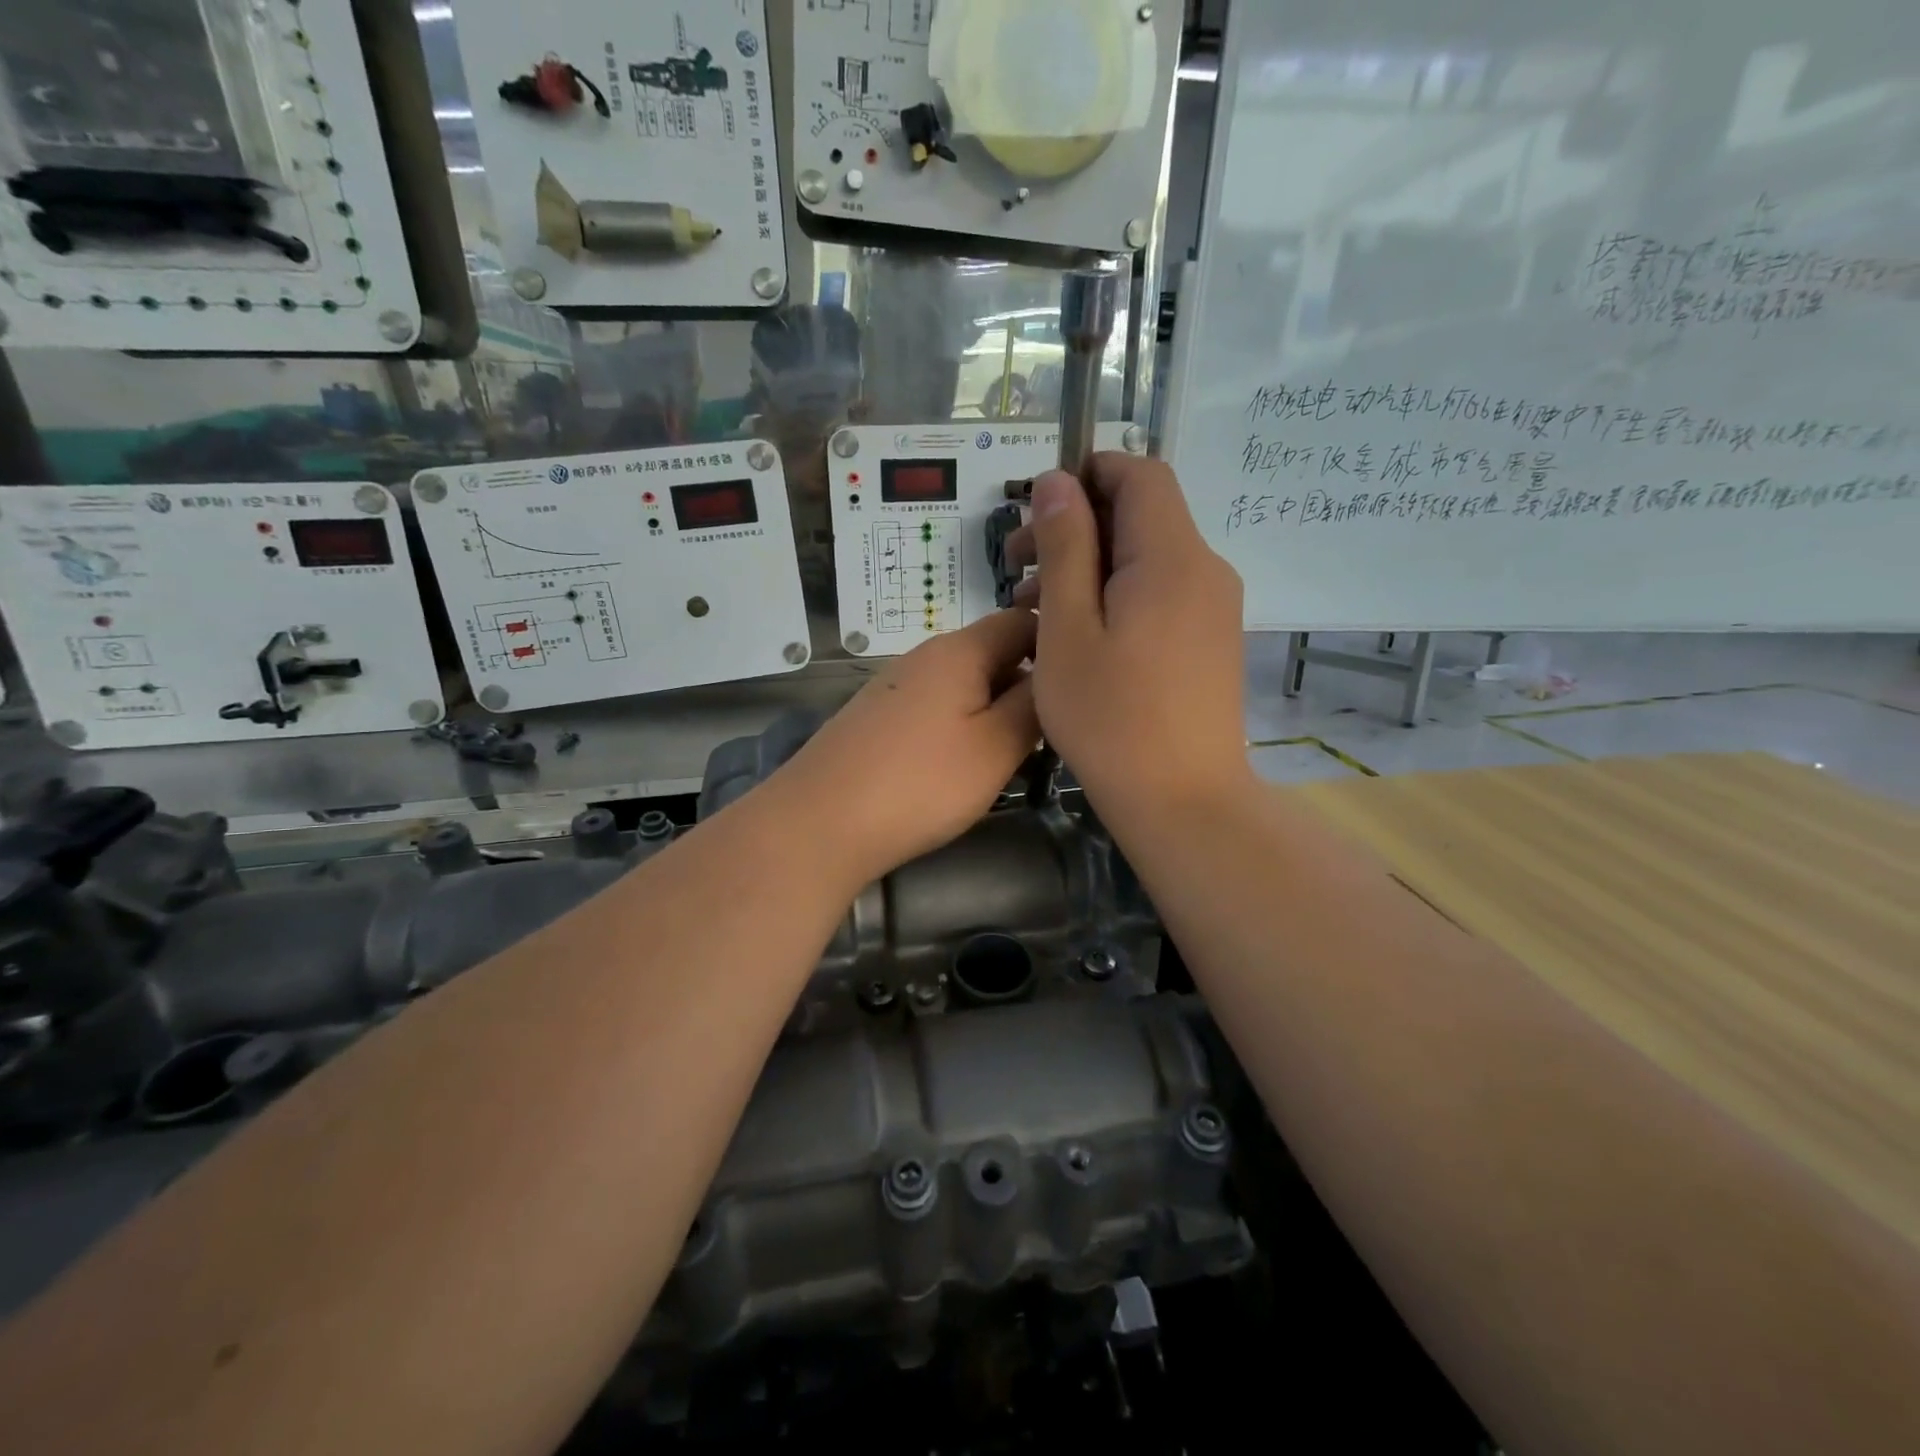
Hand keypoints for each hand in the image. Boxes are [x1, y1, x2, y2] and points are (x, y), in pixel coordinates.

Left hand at [769, 610, 1040, 886]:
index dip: (1056, 644)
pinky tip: (961, 764)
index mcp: (960, 650)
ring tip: (1012, 753)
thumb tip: (1052, 675)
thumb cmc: (921, 783)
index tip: (1081, 685)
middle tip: (1052, 731)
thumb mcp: (996, 746)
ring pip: (963, 683)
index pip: (1022, 620)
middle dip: (1026, 684)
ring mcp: (896, 686)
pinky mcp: (878, 717)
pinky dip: (959, 725)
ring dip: (993, 709)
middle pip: (992, 653)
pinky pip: (935, 706)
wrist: (820, 822)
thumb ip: (1034, 705)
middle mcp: (925, 655)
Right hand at [1008, 453, 1251, 828]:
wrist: (1183, 801)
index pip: (1139, 474)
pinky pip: (1161, 594)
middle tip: (1015, 567)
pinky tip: (1077, 637)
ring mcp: (1214, 608)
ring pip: (1147, 559)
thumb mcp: (1068, 629)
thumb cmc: (1111, 718)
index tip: (1035, 510)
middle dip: (1076, 527)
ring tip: (1033, 609)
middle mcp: (1205, 569)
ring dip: (1089, 567)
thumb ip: (1065, 548)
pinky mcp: (1210, 641)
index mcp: (1171, 557)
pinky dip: (1116, 597)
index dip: (1087, 475)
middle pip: (1141, 516)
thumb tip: (1058, 481)